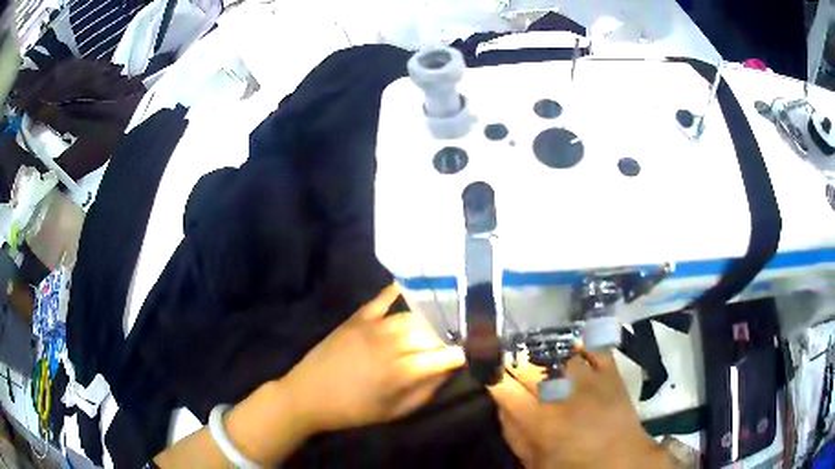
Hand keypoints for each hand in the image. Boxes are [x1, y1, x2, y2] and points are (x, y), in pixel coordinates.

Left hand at [282, 284, 464, 433]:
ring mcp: (373, 327)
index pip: (445, 356)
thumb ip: (427, 390)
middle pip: (433, 332)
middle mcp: (391, 344)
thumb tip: (449, 369)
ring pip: (414, 316)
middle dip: (452, 334)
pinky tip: (414, 286)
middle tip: (464, 334)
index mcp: (402, 372)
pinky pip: (382, 299)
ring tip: (447, 318)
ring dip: (433, 318)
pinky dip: (398, 291)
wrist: (308, 395)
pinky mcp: (357, 318)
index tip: (479, 349)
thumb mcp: (395, 411)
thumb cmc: (354, 410)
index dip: (465, 351)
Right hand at [488, 349, 670, 468]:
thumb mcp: (535, 461)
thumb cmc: (574, 465)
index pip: (506, 389)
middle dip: (512, 360)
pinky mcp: (611, 371)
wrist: (621, 460)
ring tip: (534, 349)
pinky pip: (593, 347)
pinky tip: (569, 346)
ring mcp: (590, 379)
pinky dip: (580, 343)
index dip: (492, 376)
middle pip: (529, 366)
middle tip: (506, 358)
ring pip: (558, 352)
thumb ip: (513, 433)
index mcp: (541, 422)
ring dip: (542, 350)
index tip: (486, 370)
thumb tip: (501, 404)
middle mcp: (563, 395)